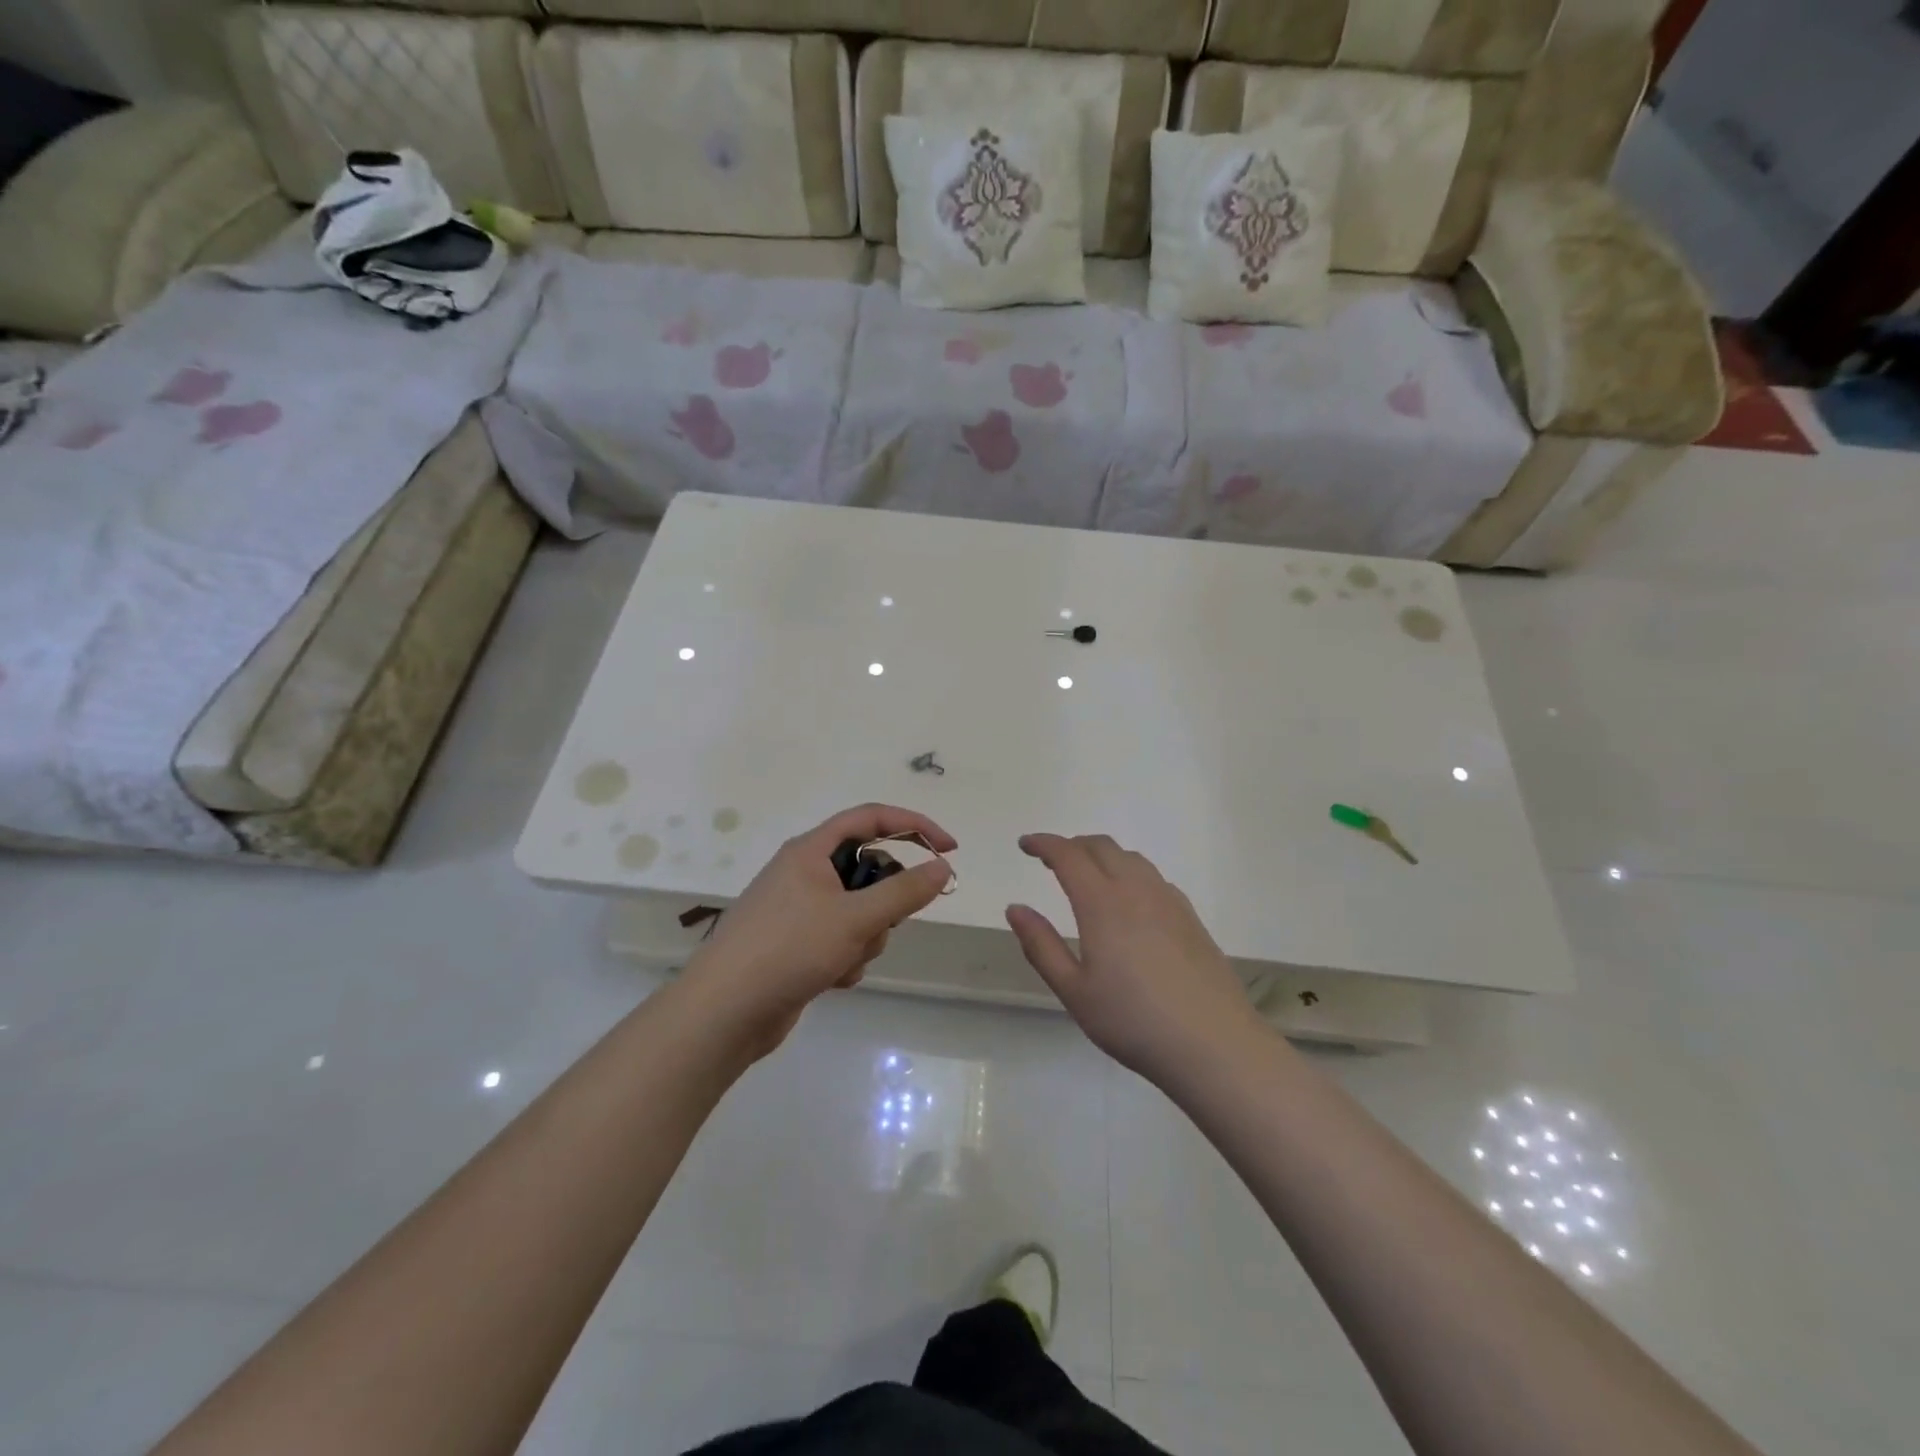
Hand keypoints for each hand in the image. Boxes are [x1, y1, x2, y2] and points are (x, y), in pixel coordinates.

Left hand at [681, 804, 955, 1058]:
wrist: (725, 1012)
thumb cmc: (789, 949)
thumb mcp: (856, 918)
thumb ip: (904, 892)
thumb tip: (942, 867)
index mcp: (811, 849)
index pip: (871, 818)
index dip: (914, 825)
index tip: (948, 849)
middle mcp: (803, 872)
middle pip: (867, 869)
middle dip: (883, 903)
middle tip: (881, 924)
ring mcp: (798, 910)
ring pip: (858, 910)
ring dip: (865, 937)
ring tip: (844, 959)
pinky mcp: (795, 944)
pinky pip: (840, 938)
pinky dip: (846, 957)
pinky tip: (831, 979)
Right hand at [1007, 834, 1265, 1084]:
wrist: (1214, 1044)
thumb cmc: (1133, 1021)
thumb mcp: (1074, 991)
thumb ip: (1041, 946)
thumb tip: (1015, 908)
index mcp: (1102, 903)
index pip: (1068, 855)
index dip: (1044, 844)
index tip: (1025, 845)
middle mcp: (1136, 889)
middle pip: (1101, 846)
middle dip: (1072, 845)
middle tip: (1052, 860)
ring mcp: (1168, 900)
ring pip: (1131, 858)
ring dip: (1103, 856)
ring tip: (1088, 876)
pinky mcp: (1190, 917)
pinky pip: (1153, 877)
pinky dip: (1130, 872)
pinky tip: (1129, 901)